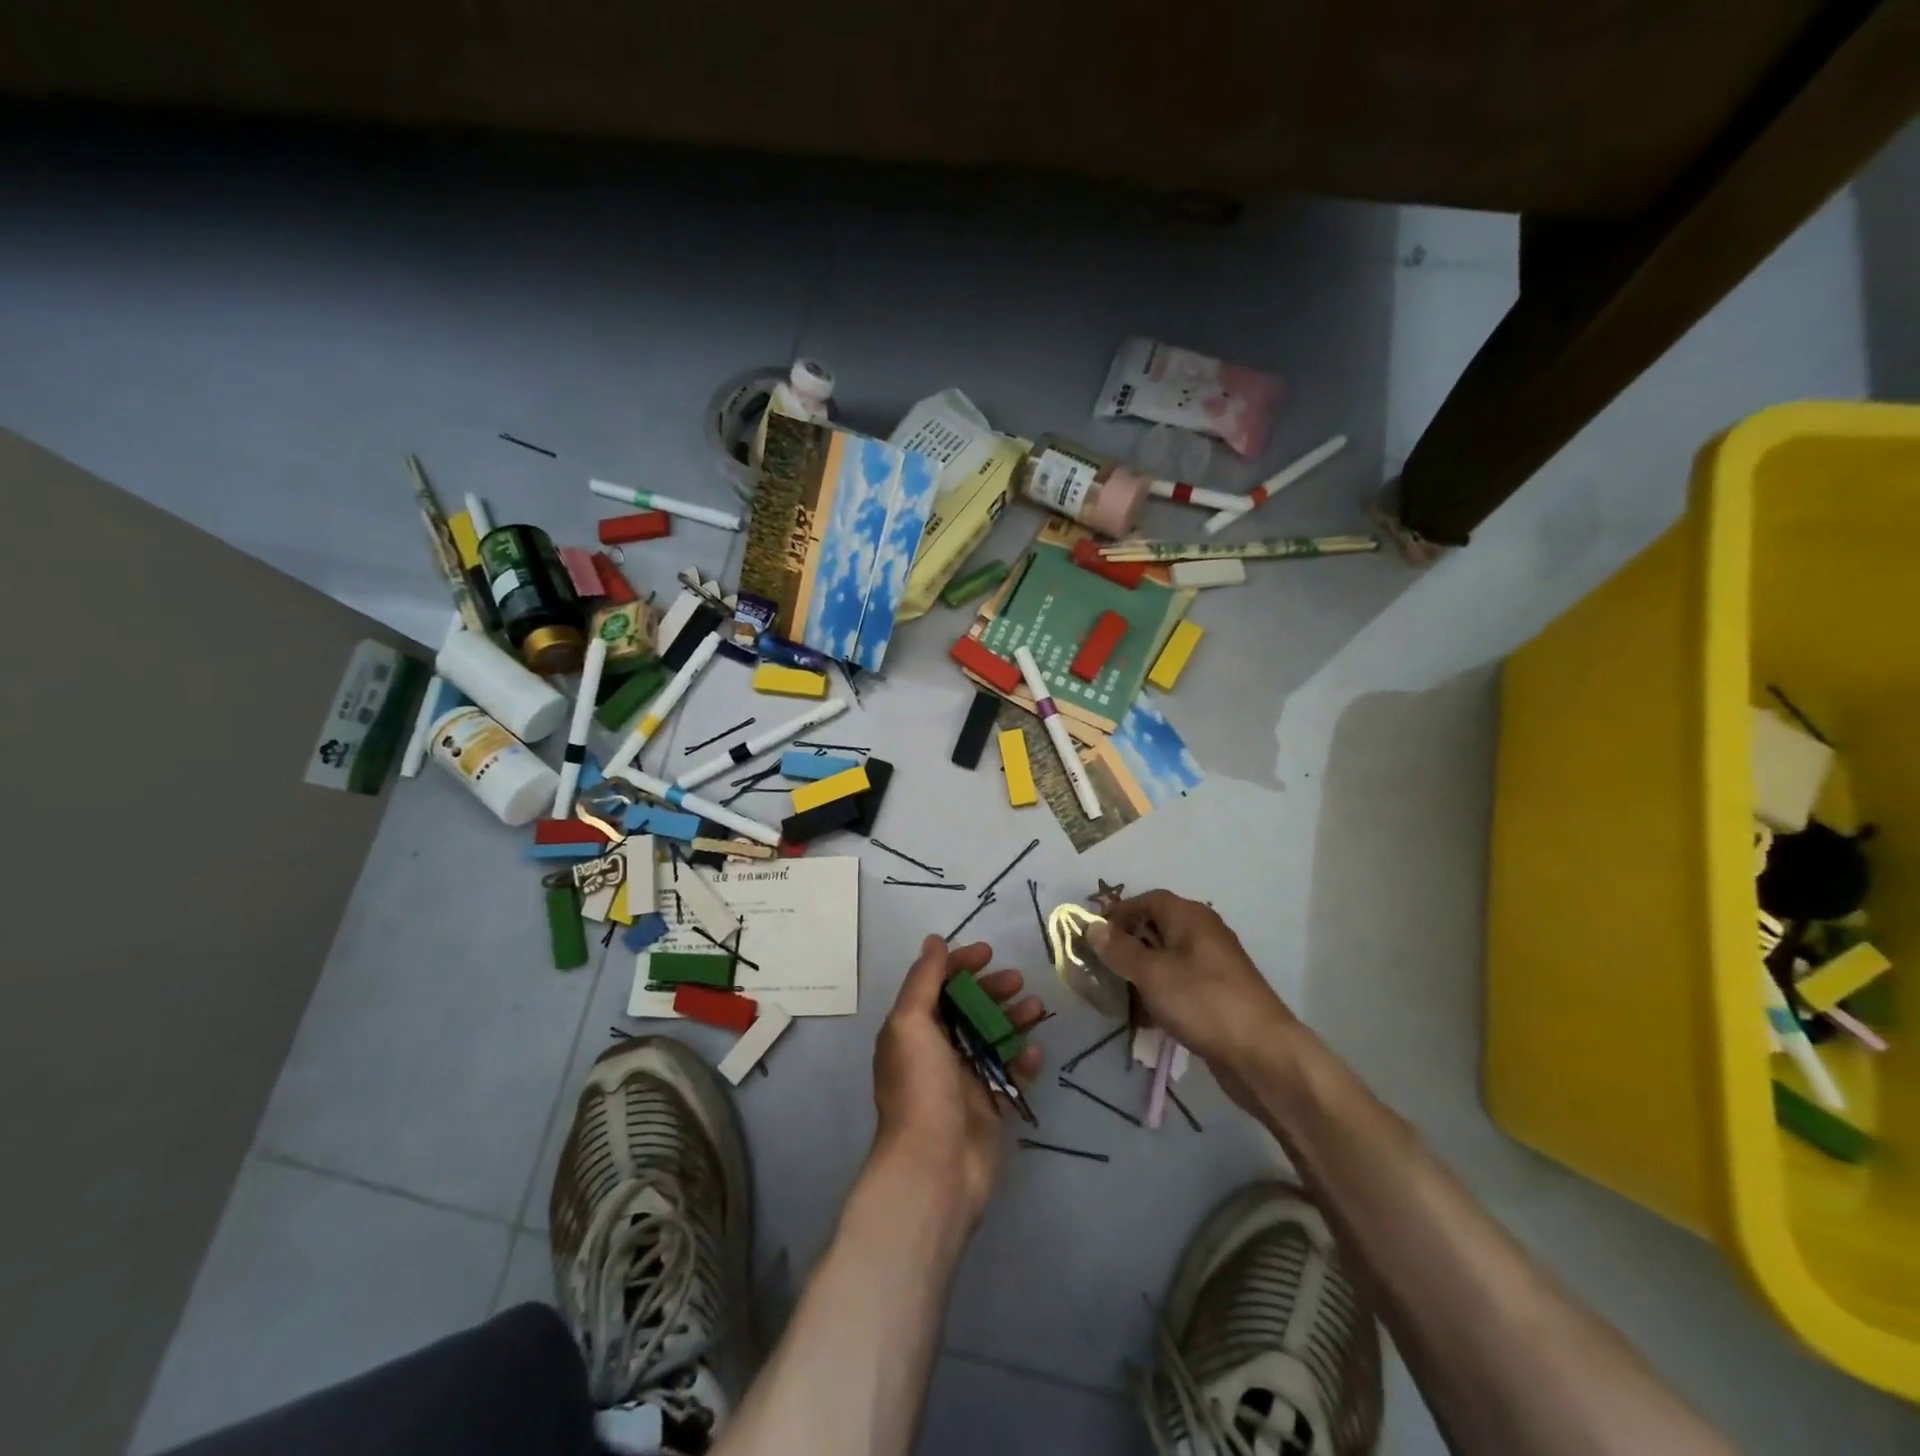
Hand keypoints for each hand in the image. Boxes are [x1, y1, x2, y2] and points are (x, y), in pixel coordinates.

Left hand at [871, 936, 1045, 1228]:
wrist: (935, 1167)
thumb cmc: (920, 1088)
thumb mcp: (911, 1024)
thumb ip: (923, 980)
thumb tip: (933, 941)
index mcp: (912, 1030)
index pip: (937, 985)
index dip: (960, 965)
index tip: (988, 953)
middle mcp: (935, 1051)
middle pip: (968, 1008)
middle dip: (993, 990)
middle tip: (1018, 981)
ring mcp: (964, 1080)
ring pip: (993, 1037)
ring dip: (1014, 1019)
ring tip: (1037, 1010)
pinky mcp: (990, 1106)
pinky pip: (1010, 1074)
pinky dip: (1023, 1061)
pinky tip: (1035, 1054)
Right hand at [1087, 891, 1294, 1092]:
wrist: (1261, 1053)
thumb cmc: (1201, 1001)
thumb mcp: (1151, 973)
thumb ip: (1119, 949)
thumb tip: (1092, 926)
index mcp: (1189, 916)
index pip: (1147, 900)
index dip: (1119, 914)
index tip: (1095, 937)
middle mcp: (1203, 933)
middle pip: (1157, 927)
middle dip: (1128, 945)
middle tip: (1102, 967)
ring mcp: (1213, 965)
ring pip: (1168, 958)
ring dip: (1142, 972)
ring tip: (1119, 994)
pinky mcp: (1218, 994)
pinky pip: (1181, 983)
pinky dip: (1161, 993)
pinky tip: (1147, 1017)